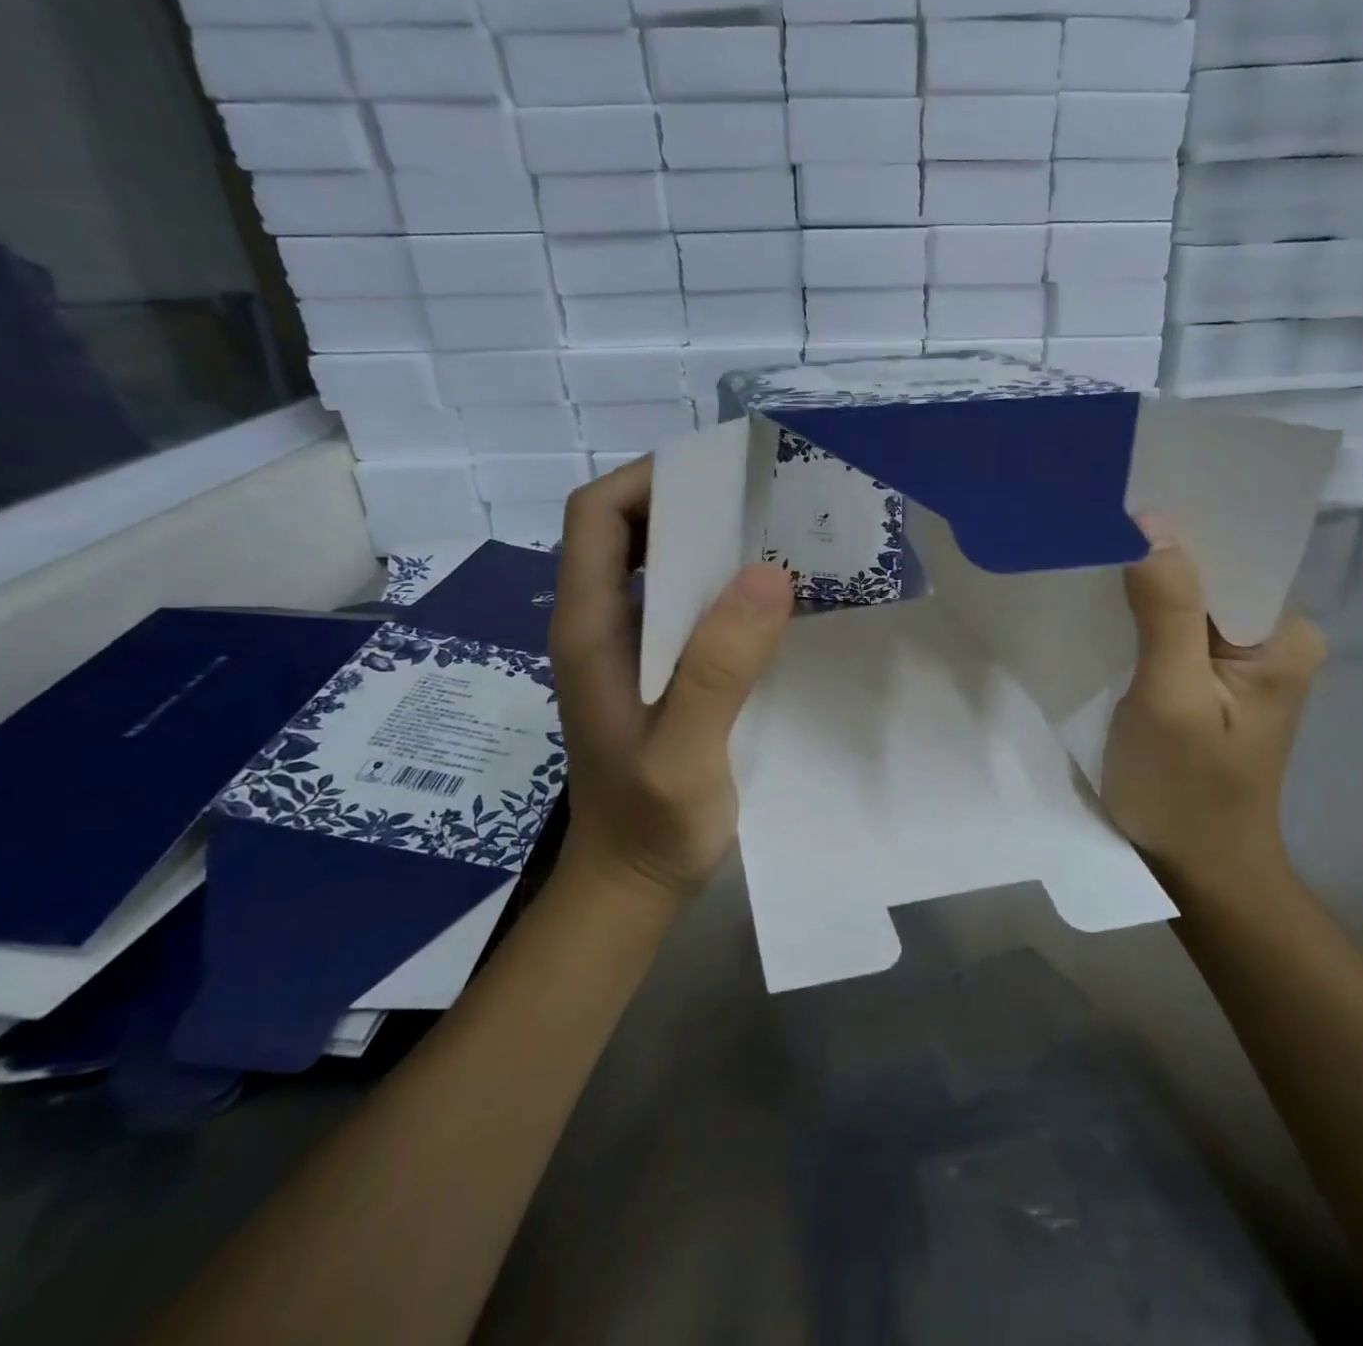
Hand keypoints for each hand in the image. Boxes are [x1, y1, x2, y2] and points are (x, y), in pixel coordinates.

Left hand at [548, 458, 793, 897]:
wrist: (630, 887)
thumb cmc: (650, 825)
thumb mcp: (685, 754)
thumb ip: (718, 669)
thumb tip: (766, 573)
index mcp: (590, 631)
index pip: (596, 518)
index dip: (648, 479)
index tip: (719, 475)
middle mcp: (600, 627)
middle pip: (626, 531)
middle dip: (686, 502)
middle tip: (761, 499)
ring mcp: (626, 651)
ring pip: (656, 567)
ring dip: (706, 543)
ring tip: (773, 537)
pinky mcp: (654, 673)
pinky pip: (681, 607)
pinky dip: (718, 587)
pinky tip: (766, 601)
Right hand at [1102, 516, 1324, 899]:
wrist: (1195, 868)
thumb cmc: (1184, 789)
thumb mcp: (1172, 697)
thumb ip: (1167, 610)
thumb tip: (1152, 521)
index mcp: (1283, 635)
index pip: (1232, 556)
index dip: (1176, 529)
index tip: (1118, 504)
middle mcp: (1273, 638)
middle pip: (1210, 574)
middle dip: (1156, 555)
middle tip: (1093, 528)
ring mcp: (1241, 661)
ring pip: (1189, 601)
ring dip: (1145, 584)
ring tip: (1092, 557)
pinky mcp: (1211, 680)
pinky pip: (1176, 629)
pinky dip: (1142, 616)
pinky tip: (1107, 607)